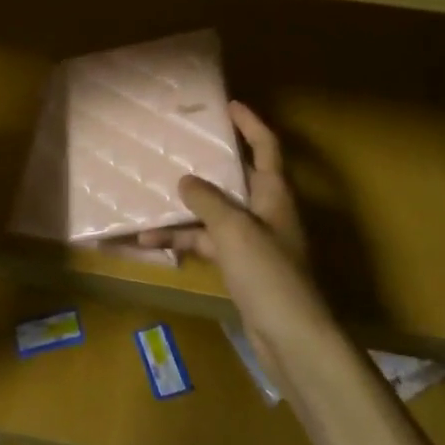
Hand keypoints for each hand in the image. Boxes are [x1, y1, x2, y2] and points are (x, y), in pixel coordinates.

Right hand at [138, 102, 331, 371]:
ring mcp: (253, 241)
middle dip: (211, 161)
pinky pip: (208, 242)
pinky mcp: (242, 268)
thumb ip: (208, 201)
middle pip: (237, 177)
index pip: (266, 146)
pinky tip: (152, 242)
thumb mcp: (234, 229)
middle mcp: (266, 211)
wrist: (292, 340)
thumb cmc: (269, 273)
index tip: (229, 105)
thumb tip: (185, 180)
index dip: (250, 123)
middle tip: (183, 143)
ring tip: (151, 195)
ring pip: (215, 212)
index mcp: (274, 193)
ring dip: (186, 208)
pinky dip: (184, 240)